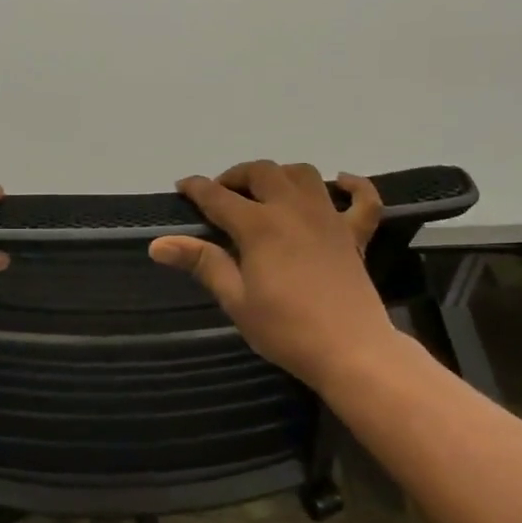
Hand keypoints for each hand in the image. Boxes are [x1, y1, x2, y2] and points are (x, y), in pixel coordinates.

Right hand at [148, 161, 398, 387]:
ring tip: (267, 192)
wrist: (350, 350)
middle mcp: (293, 209)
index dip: (197, 188)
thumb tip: (159, 243)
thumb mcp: (236, 300)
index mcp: (259, 226)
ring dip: (280, 174)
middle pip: (261, 172)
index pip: (218, 196)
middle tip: (222, 195)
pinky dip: (353, 185)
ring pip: (303, 174)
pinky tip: (340, 183)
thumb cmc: (286, 330)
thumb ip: (203, 263)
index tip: (182, 187)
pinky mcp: (355, 234)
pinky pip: (362, 198)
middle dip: (236, 176)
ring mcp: (329, 217)